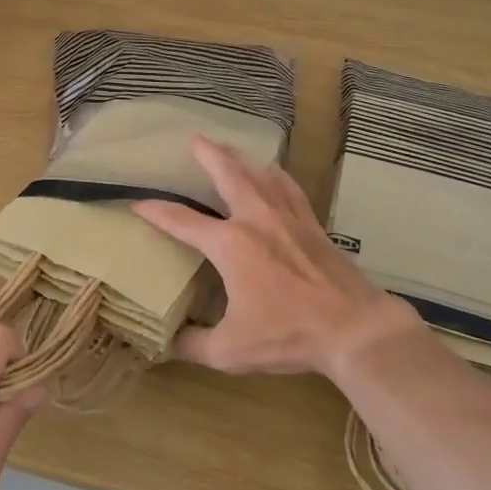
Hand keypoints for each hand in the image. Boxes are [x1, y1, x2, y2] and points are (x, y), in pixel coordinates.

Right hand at [131, 135, 419, 377]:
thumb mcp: (231, 351)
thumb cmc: (288, 335)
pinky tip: (274, 172)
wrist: (353, 327)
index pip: (182, 221)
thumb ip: (193, 345)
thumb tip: (167, 344)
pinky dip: (277, 176)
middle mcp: (256, 220)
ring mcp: (287, 218)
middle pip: (228, 174)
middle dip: (208, 154)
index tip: (137, 203)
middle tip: (194, 138)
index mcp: (230, 245)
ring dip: (241, 158)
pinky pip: (289, 189)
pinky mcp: (312, 225)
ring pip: (260, 175)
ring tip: (228, 147)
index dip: (156, 212)